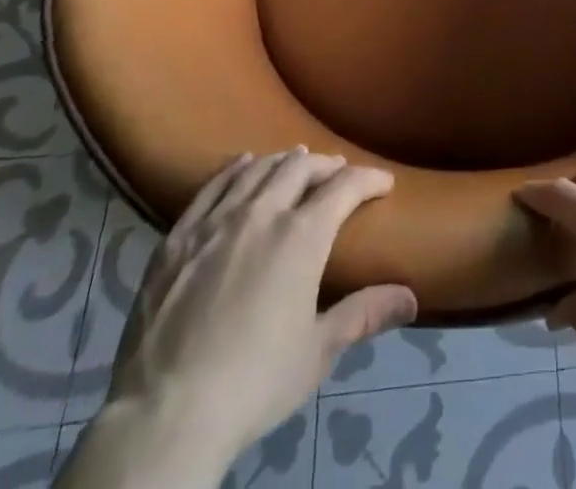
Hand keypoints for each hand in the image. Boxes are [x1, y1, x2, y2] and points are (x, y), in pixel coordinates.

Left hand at [108, 149, 416, 462]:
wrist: (164, 414)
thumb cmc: (253, 383)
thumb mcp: (317, 353)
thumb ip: (363, 315)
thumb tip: (411, 299)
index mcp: (301, 236)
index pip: (345, 186)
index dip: (369, 179)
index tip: (383, 182)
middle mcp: (262, 213)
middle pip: (300, 168)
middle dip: (326, 166)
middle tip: (338, 173)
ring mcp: (216, 220)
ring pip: (257, 169)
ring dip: (283, 162)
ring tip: (296, 162)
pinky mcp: (179, 236)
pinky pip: (212, 186)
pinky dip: (235, 169)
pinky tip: (242, 165)